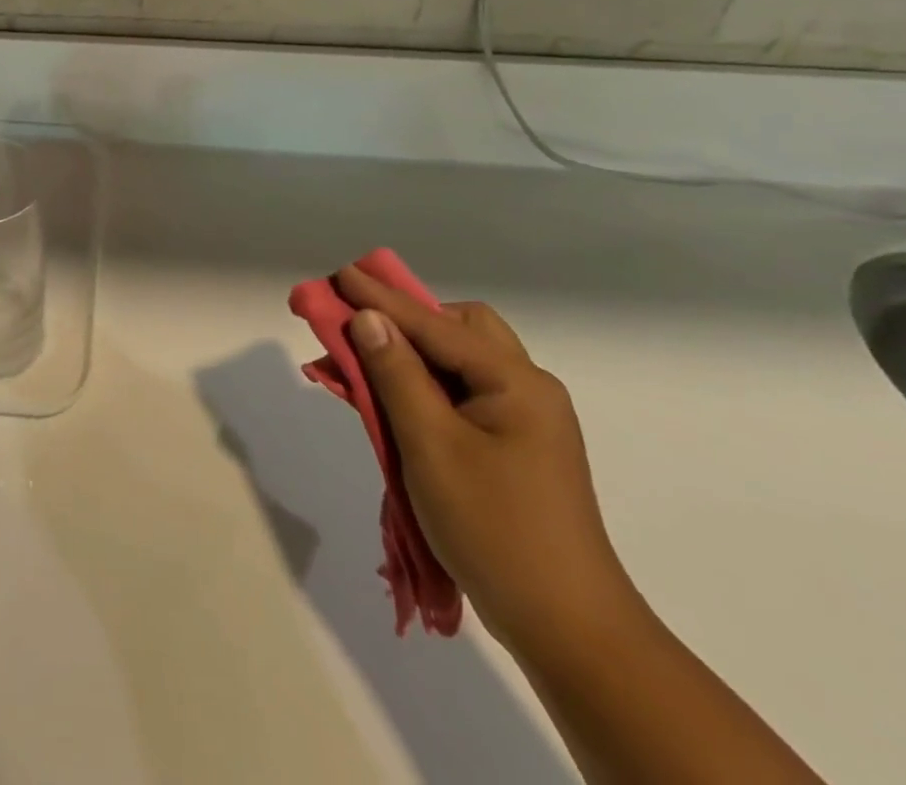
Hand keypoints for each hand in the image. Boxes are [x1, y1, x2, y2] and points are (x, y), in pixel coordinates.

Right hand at [338, 266, 639, 656]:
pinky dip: (421, 387)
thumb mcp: (431, 445)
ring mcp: (523, 422)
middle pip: (459, 330)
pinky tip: (390, 400)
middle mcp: (525, 390)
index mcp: (515, 382)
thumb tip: (368, 319)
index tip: (338, 275)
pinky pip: (459, 396)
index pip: (434, 324)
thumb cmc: (494, 528)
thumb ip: (396, 374)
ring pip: (457, 363)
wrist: (567, 630)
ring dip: (410, 355)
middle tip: (359, 324)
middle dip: (406, 318)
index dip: (381, 298)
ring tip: (362, 361)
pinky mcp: (512, 449)